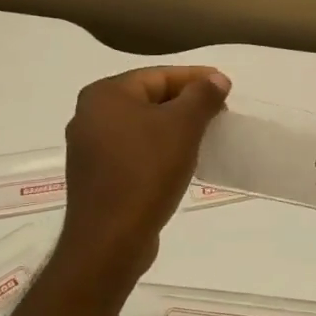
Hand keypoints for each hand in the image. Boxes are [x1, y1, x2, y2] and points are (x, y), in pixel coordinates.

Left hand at [55, 66, 231, 280]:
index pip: (158, 75)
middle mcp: (90, 116)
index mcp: (104, 95)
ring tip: (206, 135)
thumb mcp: (182, 127)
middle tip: (219, 111)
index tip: (225, 86)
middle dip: (186, 103)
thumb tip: (217, 79)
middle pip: (148, 98)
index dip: (195, 78)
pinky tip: (181, 161)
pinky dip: (159, 150)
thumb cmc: (146, 172)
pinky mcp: (97, 177)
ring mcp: (90, 149)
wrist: (110, 240)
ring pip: (142, 126)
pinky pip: (134, 151)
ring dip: (174, 128)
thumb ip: (202, 96)